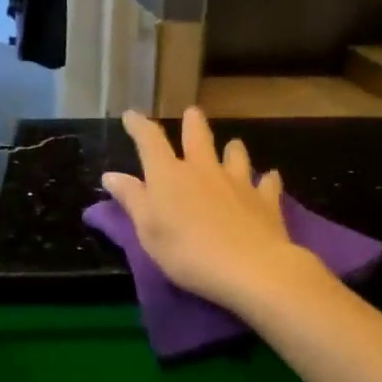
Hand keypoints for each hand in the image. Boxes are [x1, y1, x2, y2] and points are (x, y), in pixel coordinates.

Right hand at [102, 108, 314, 312]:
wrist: (250, 268)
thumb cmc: (187, 252)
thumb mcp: (148, 230)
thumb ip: (132, 199)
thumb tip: (111, 175)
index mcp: (169, 175)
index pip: (150, 141)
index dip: (139, 126)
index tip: (131, 115)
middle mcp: (203, 169)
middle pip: (198, 137)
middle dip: (193, 123)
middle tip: (192, 113)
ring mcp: (237, 182)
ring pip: (235, 154)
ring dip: (232, 149)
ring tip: (232, 146)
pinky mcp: (265, 200)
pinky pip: (267, 182)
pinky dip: (267, 179)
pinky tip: (269, 178)